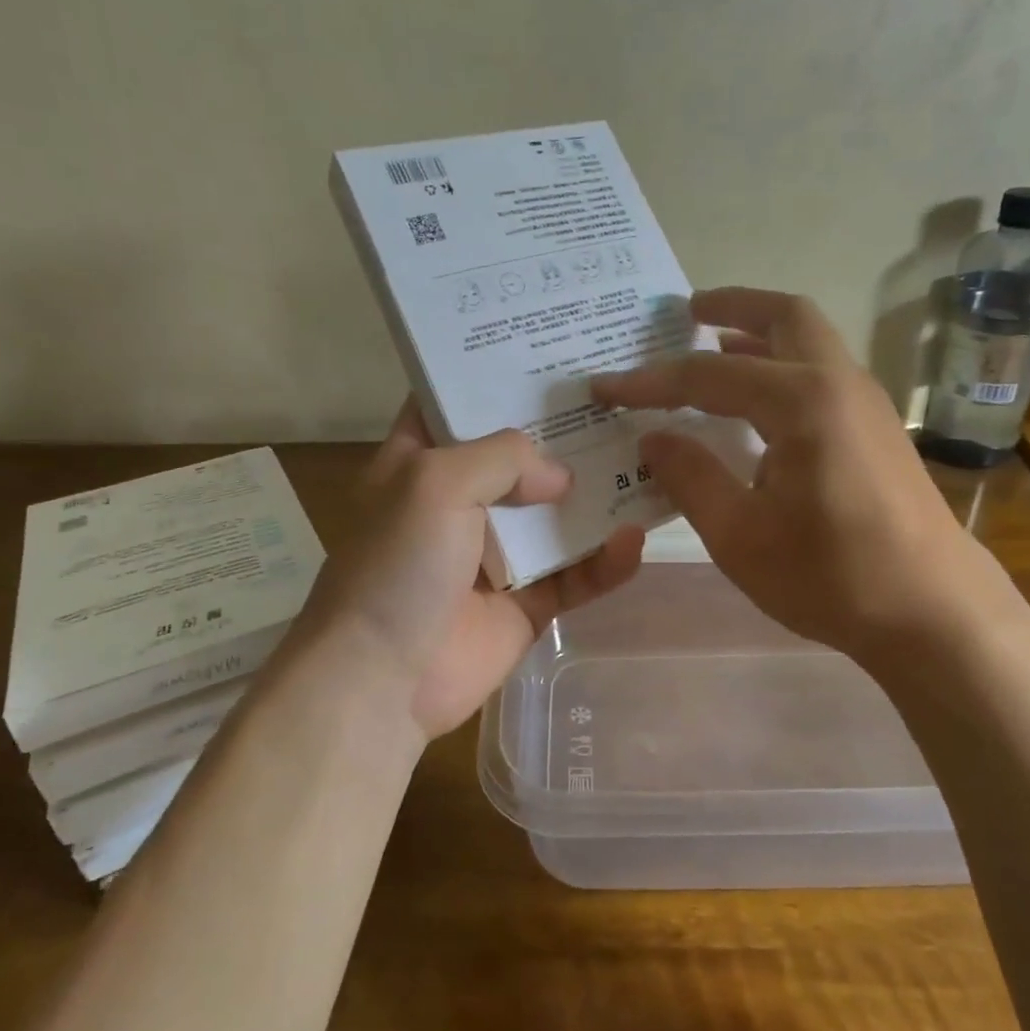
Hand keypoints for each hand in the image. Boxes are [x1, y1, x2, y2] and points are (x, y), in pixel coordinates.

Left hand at [300, 402, 644, 739]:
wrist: (382, 681)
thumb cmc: (397, 566)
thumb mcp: (436, 483)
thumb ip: (503, 457)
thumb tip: (560, 476)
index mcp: (420, 463)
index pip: (456, 404)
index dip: (494, 375)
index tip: (547, 349)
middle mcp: (459, 502)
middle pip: (519, 456)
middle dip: (565, 432)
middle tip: (621, 399)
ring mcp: (496, 555)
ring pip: (556, 515)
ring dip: (597, 496)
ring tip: (647, 462)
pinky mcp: (526, 603)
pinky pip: (575, 576)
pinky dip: (605, 562)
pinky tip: (635, 541)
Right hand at [591, 288, 1029, 663]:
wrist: (934, 613)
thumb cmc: (831, 576)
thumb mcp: (740, 535)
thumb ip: (691, 476)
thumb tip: (652, 438)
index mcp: (802, 402)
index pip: (708, 376)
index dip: (650, 381)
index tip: (604, 386)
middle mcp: (839, 383)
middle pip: (784, 315)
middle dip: (731, 306)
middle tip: (685, 312)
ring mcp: (865, 404)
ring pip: (808, 341)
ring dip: (758, 335)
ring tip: (710, 346)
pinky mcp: (875, 429)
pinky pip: (819, 374)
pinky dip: (780, 367)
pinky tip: (753, 405)